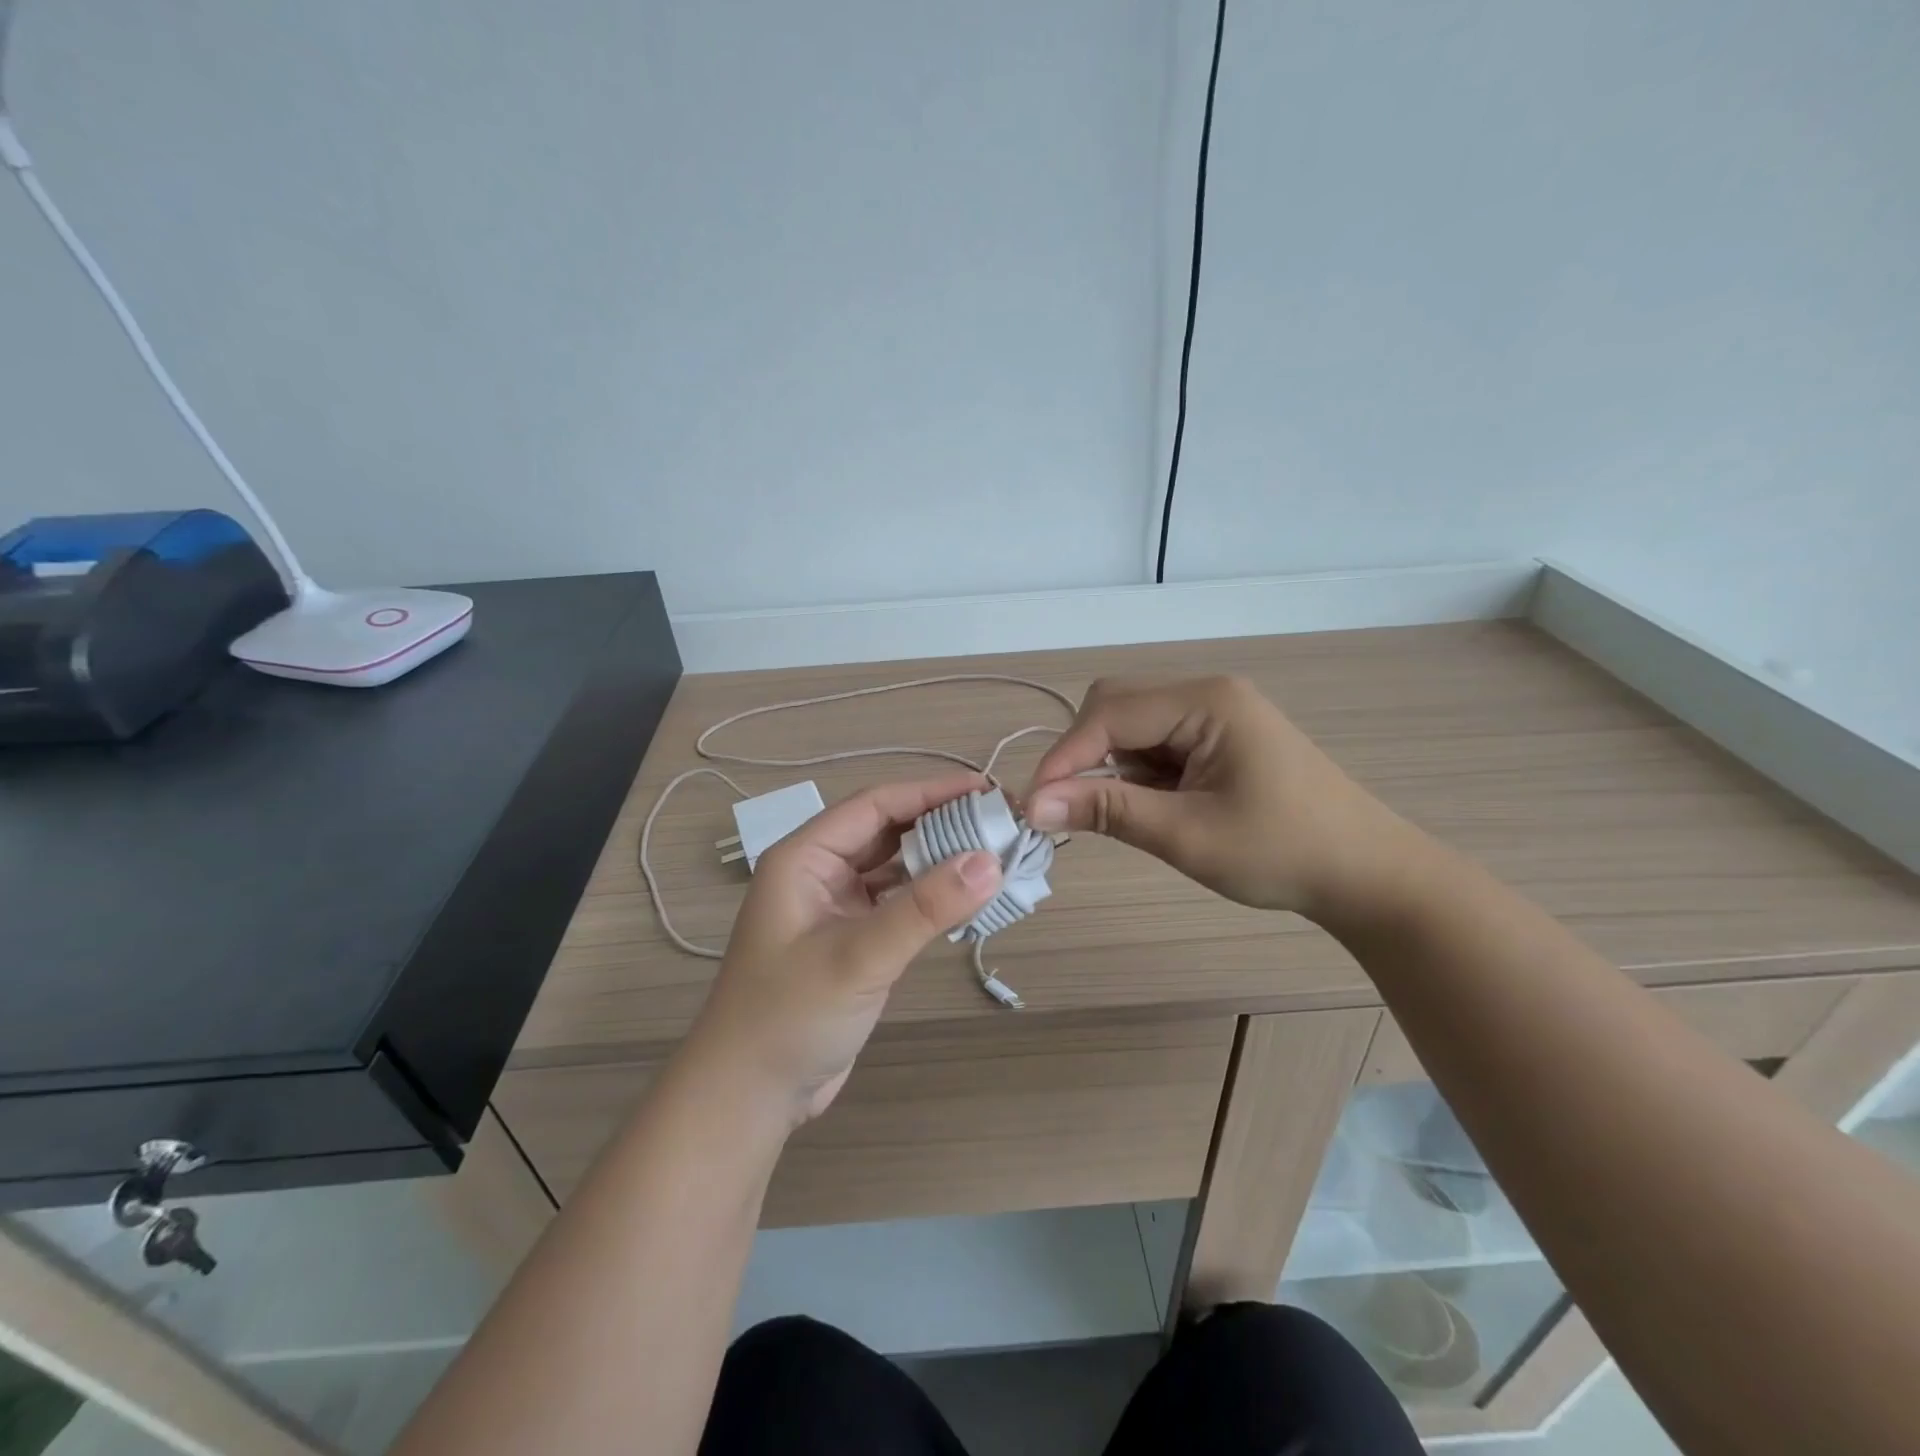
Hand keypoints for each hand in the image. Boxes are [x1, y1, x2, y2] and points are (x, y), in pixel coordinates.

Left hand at [687, 773, 1002, 1126]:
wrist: (748, 1097)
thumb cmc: (789, 1016)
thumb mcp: (859, 957)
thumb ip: (925, 908)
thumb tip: (992, 861)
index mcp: (805, 856)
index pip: (876, 805)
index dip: (931, 792)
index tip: (987, 789)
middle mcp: (820, 873)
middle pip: (888, 832)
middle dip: (942, 824)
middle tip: (1001, 822)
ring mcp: (837, 908)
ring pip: (896, 868)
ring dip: (940, 862)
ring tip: (995, 854)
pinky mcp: (853, 941)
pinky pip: (899, 904)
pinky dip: (932, 898)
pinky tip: (968, 899)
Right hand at [1023, 676, 1418, 923]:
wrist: (1366, 875)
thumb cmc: (1283, 853)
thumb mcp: (1186, 835)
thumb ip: (1108, 811)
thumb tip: (1035, 805)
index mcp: (1206, 701)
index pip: (1110, 714)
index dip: (1064, 757)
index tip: (1033, 805)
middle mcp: (1206, 694)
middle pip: (1116, 707)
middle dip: (1084, 755)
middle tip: (1069, 809)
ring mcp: (1214, 715)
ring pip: (1132, 728)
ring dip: (1110, 768)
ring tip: (1117, 816)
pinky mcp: (1216, 740)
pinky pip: (1155, 745)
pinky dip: (1136, 775)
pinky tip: (1149, 808)